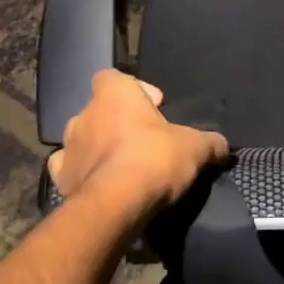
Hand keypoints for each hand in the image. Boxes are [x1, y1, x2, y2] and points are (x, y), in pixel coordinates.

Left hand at [49, 71, 227, 221]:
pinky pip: (69, 169)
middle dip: (118, 121)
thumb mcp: (195, 147)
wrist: (115, 207)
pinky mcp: (59, 180)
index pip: (113, 77)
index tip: (154, 107)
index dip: (133, 89)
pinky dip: (83, 174)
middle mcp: (84, 114)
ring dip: (98, 147)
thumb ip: (210, 142)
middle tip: (143, 140)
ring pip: (82, 139)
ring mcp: (67, 148)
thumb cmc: (154, 159)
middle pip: (100, 109)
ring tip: (122, 166)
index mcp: (114, 94)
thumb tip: (224, 145)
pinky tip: (101, 185)